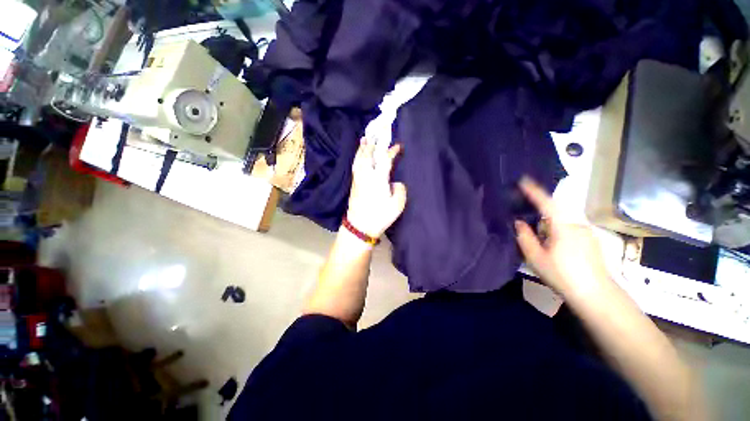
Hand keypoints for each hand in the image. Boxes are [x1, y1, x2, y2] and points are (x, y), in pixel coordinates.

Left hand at [346, 138, 407, 238]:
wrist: (360, 227)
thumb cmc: (380, 216)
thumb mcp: (397, 205)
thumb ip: (400, 190)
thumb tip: (395, 182)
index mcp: (378, 178)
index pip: (385, 159)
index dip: (391, 151)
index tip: (398, 146)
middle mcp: (366, 175)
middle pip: (368, 154)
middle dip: (373, 142)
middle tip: (376, 132)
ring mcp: (358, 179)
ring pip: (359, 158)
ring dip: (363, 148)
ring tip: (364, 139)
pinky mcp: (354, 184)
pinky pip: (355, 165)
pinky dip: (357, 157)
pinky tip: (359, 155)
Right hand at [514, 177, 611, 298]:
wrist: (596, 295)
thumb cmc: (563, 275)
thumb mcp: (536, 257)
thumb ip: (525, 237)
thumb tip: (519, 222)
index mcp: (563, 226)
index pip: (547, 203)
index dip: (534, 191)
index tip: (523, 180)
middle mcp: (577, 225)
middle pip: (555, 213)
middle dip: (541, 215)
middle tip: (529, 227)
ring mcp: (587, 233)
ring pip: (562, 223)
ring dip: (550, 227)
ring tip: (543, 244)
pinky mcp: (591, 241)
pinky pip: (570, 230)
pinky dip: (559, 232)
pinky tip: (557, 250)